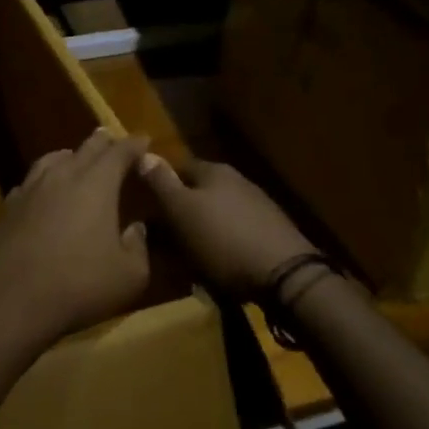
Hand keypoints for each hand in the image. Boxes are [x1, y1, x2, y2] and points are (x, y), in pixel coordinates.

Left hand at [0, 128, 153, 344]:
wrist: (10, 300)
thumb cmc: (78, 285)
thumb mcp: (129, 276)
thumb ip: (137, 247)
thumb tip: (136, 228)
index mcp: (96, 184)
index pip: (119, 152)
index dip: (134, 145)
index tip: (144, 139)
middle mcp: (61, 176)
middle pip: (85, 148)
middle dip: (102, 143)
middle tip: (112, 140)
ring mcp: (28, 189)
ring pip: (51, 160)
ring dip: (68, 157)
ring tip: (75, 159)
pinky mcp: (6, 208)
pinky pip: (28, 184)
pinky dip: (42, 182)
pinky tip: (41, 194)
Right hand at [138, 156, 317, 301]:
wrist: (284, 275)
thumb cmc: (223, 240)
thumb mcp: (181, 211)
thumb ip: (161, 183)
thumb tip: (144, 153)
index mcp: (213, 171)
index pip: (178, 167)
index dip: (160, 184)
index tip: (146, 206)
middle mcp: (237, 181)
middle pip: (199, 190)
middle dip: (181, 209)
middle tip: (163, 235)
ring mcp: (258, 206)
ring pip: (218, 212)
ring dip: (203, 228)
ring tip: (188, 254)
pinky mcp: (271, 232)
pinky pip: (236, 232)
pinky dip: (223, 243)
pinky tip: (218, 263)